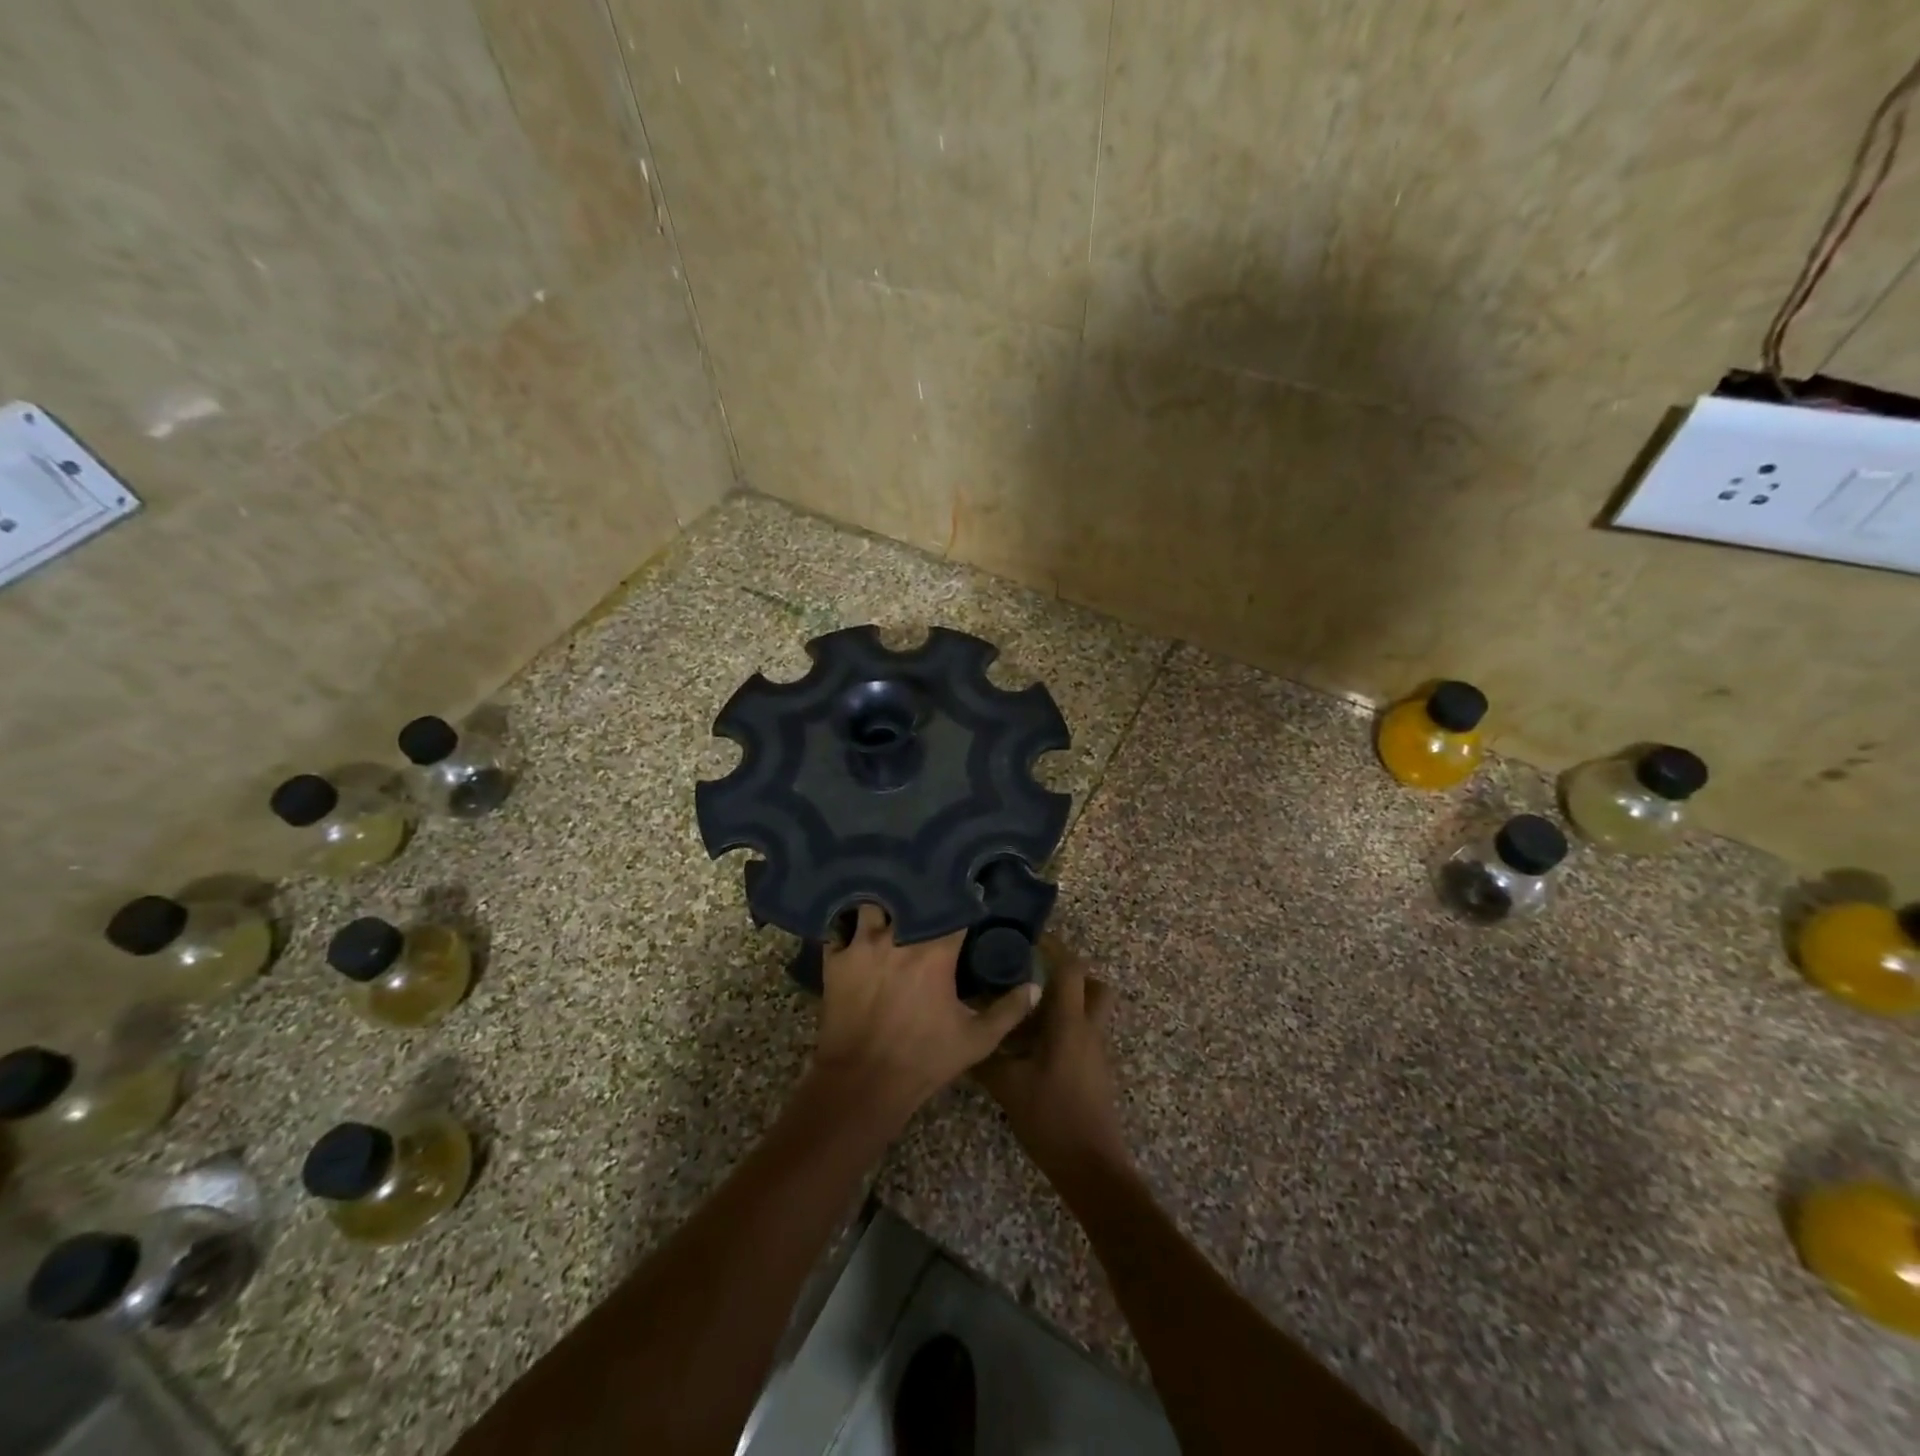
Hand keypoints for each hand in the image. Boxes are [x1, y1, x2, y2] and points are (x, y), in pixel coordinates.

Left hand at [811, 905, 1037, 1128]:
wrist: (863, 1084)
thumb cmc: (923, 1060)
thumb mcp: (976, 1040)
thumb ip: (1009, 1010)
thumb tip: (1034, 986)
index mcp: (935, 952)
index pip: (954, 908)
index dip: (964, 899)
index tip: (971, 892)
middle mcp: (898, 937)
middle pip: (910, 896)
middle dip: (922, 891)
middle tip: (929, 890)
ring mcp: (862, 945)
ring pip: (872, 904)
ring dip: (883, 903)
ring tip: (891, 902)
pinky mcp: (836, 960)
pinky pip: (839, 928)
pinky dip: (848, 925)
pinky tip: (856, 924)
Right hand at [975, 935, 1129, 1175]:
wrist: (1091, 1167)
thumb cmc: (1051, 1118)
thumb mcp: (1008, 1086)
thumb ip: (984, 1058)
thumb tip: (959, 1036)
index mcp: (1070, 1023)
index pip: (1071, 968)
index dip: (1053, 947)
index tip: (1028, 938)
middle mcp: (1088, 1029)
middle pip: (1092, 985)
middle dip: (1067, 973)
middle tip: (1033, 974)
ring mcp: (1095, 1051)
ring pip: (1088, 1010)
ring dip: (1063, 1002)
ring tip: (1024, 1010)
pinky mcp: (1094, 1071)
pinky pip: (1081, 1034)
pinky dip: (1061, 1028)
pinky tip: (1030, 1046)